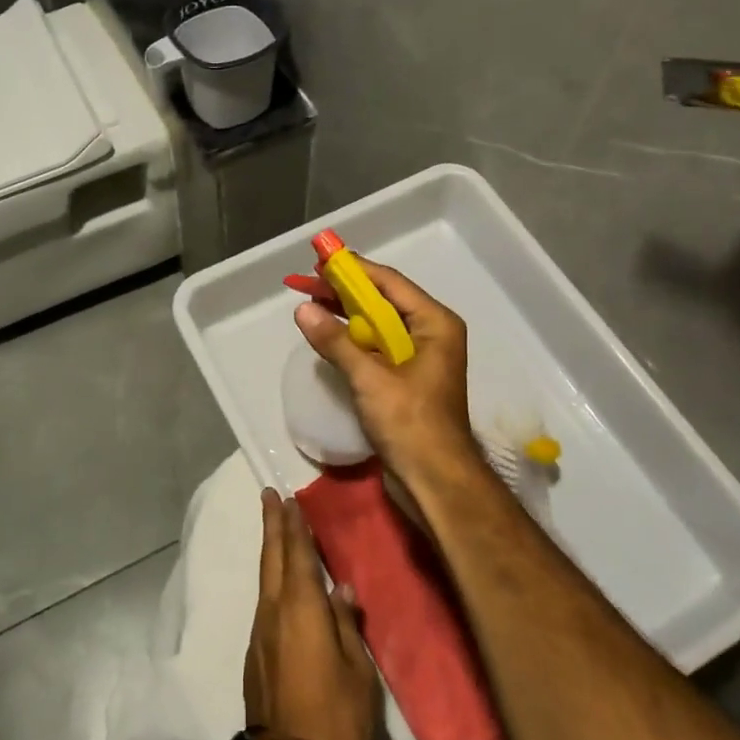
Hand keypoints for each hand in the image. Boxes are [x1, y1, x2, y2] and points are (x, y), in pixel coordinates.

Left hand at [245, 489, 379, 739]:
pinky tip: (281, 585)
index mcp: (301, 609)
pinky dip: (271, 582)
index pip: (296, 554)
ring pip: (264, 581)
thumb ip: (346, 622)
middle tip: (269, 496)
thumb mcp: (357, 668)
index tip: (287, 497)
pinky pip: (264, 604)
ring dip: (269, 551)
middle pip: (270, 559)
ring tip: (276, 531)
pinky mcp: (256, 656)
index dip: (292, 525)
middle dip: (271, 526)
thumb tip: (339, 588)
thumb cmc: (338, 716)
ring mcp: (260, 635)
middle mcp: (273, 613)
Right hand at [294, 262, 488, 499]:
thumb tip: (303, 309)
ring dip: (348, 315)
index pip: (389, 282)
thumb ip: (336, 341)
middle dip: (346, 292)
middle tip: (308, 284)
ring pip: (379, 324)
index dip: (354, 270)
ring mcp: (421, 357)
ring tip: (312, 304)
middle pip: (384, 301)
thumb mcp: (370, 378)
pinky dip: (355, 339)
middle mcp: (431, 333)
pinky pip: (378, 347)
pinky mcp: (409, 378)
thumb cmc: (410, 423)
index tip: (321, 260)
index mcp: (434, 323)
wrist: (436, 480)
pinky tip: (330, 336)